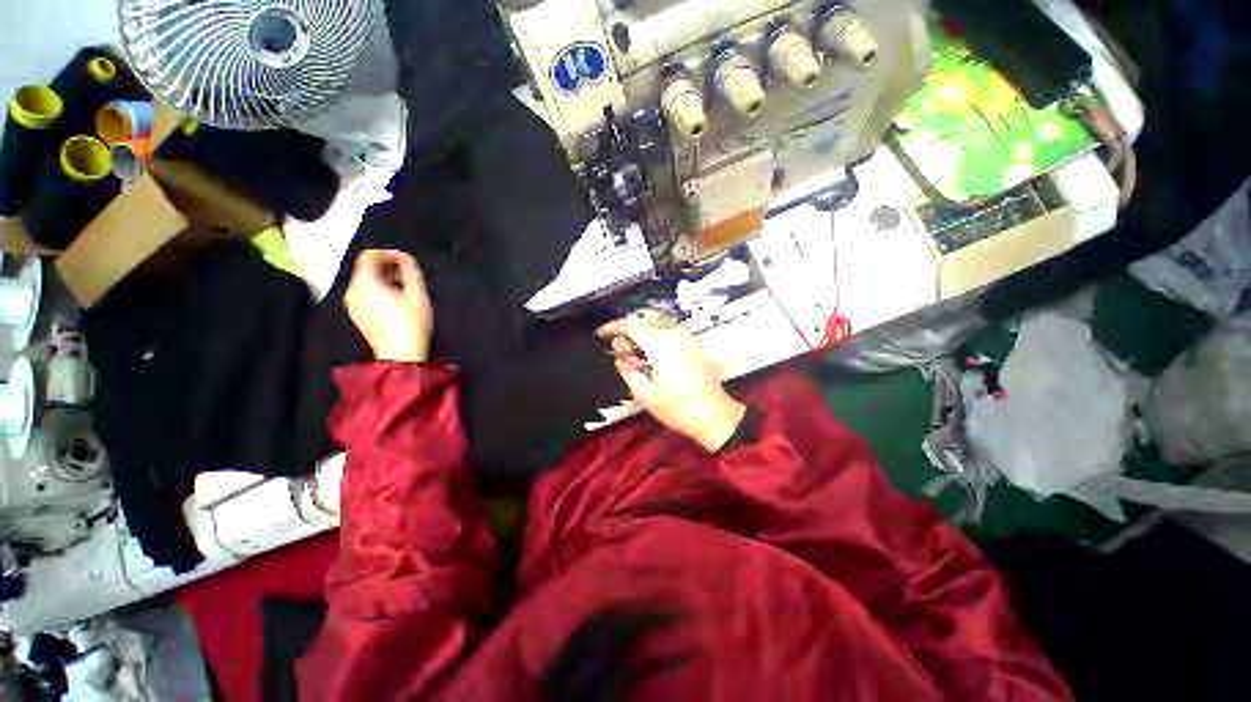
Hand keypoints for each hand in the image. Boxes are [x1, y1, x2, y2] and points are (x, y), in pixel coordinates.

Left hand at [344, 250, 433, 362]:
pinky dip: (379, 291)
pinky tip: (397, 303)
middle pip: (367, 268)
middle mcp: (352, 290)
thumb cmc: (411, 323)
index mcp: (365, 283)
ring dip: (385, 280)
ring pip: (366, 282)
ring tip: (406, 290)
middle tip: (410, 277)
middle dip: (388, 267)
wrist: (400, 355)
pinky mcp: (357, 315)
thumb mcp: (418, 294)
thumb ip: (411, 270)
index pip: (369, 255)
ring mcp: (352, 304)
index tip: (406, 261)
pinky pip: (365, 294)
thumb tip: (405, 257)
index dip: (388, 254)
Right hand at [598, 316, 745, 451]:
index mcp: (660, 345)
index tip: (601, 335)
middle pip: (643, 326)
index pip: (630, 324)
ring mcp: (687, 338)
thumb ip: (627, 369)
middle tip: (623, 358)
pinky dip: (656, 344)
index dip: (613, 326)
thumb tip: (619, 353)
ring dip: (643, 342)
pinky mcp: (694, 345)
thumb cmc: (677, 408)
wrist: (715, 416)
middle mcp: (674, 334)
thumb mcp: (644, 394)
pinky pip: (669, 337)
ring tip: (640, 364)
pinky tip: (656, 363)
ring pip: (656, 331)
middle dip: (628, 338)